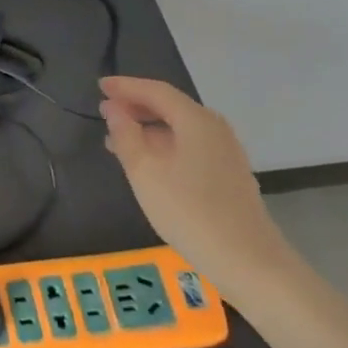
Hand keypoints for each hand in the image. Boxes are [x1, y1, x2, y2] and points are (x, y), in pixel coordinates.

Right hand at [97, 75, 292, 295]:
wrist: (248, 261)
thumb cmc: (189, 211)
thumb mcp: (145, 172)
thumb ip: (125, 135)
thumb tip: (113, 108)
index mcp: (196, 120)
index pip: (156, 91)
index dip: (126, 86)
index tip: (99, 86)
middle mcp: (214, 128)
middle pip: (171, 106)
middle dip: (136, 106)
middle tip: (106, 110)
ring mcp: (225, 152)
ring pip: (180, 128)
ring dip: (148, 128)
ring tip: (118, 139)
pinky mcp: (227, 174)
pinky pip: (189, 145)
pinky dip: (164, 145)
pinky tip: (148, 163)